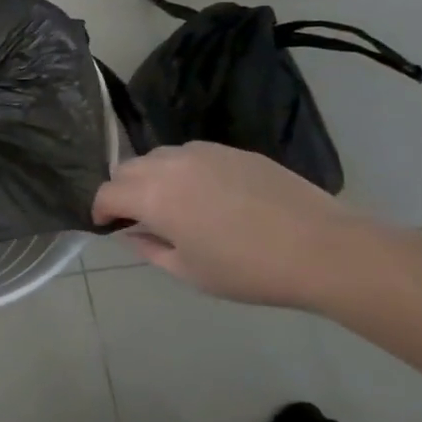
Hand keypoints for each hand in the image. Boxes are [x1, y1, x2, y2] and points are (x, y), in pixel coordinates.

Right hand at [91, 143, 378, 309]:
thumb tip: (131, 232)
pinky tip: (207, 194)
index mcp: (152, 196)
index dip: (100, 209)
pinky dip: (183, 170)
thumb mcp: (189, 271)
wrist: (321, 248)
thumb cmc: (248, 269)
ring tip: (171, 203)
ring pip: (159, 156)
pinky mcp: (232, 150)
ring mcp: (203, 152)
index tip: (107, 226)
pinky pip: (191, 153)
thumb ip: (149, 248)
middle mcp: (170, 164)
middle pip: (127, 167)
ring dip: (151, 176)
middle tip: (137, 216)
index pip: (107, 192)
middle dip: (123, 190)